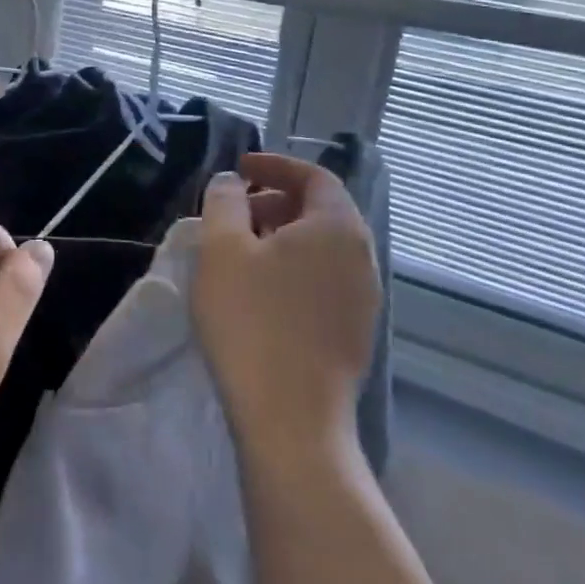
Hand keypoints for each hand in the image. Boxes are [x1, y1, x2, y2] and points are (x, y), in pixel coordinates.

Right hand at [194, 153, 381, 468]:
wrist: (291, 418)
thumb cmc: (251, 321)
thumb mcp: (221, 249)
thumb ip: (223, 201)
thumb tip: (232, 182)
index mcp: (337, 227)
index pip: (314, 176)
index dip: (275, 165)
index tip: (240, 168)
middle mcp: (362, 256)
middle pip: (321, 210)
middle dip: (275, 200)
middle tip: (233, 211)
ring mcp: (363, 298)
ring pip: (322, 248)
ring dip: (283, 236)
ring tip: (240, 250)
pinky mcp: (353, 332)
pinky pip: (323, 279)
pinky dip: (293, 267)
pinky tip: (260, 291)